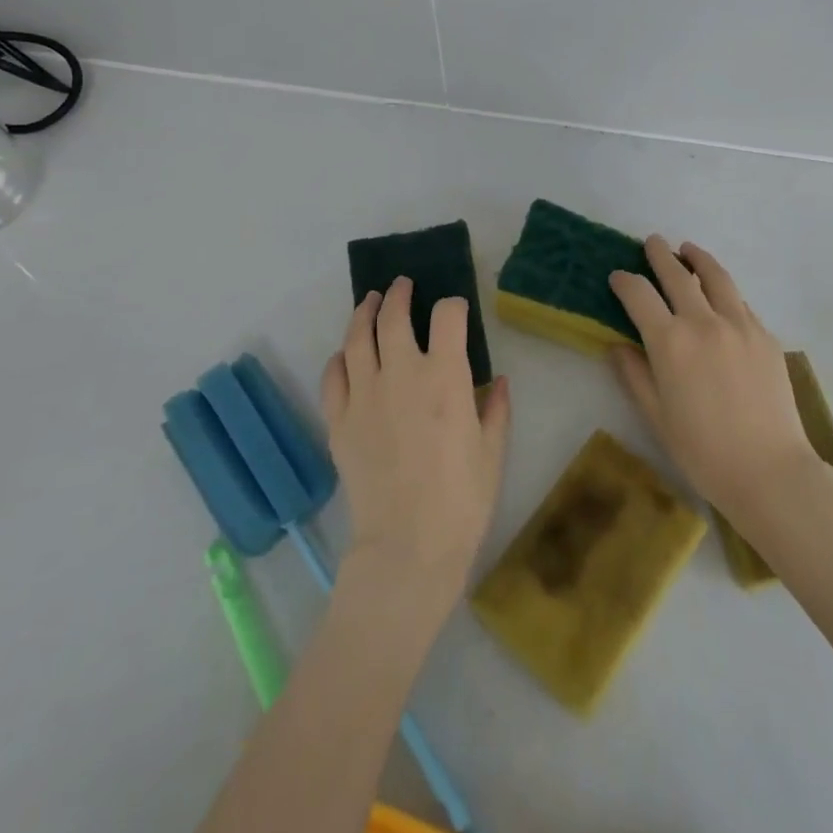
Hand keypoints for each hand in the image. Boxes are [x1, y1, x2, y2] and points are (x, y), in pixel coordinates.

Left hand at [320, 278, 511, 607]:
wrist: (407, 547)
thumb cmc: (461, 500)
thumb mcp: (493, 452)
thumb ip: (496, 409)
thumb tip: (498, 380)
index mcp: (445, 376)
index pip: (447, 316)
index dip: (453, 305)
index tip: (455, 310)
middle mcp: (402, 373)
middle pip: (394, 315)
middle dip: (399, 293)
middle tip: (402, 285)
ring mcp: (365, 394)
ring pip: (358, 336)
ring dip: (364, 311)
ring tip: (370, 300)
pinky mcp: (339, 420)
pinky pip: (334, 375)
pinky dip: (340, 358)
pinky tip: (346, 354)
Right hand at [609, 236, 816, 517]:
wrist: (768, 469)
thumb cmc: (702, 451)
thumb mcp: (656, 416)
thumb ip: (634, 375)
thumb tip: (617, 346)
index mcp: (670, 342)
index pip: (640, 296)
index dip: (625, 282)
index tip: (618, 276)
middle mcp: (703, 322)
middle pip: (677, 275)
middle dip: (660, 255)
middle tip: (651, 242)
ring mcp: (739, 324)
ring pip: (715, 277)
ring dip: (697, 258)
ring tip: (688, 249)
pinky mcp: (765, 335)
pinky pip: (740, 302)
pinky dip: (724, 290)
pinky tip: (720, 294)